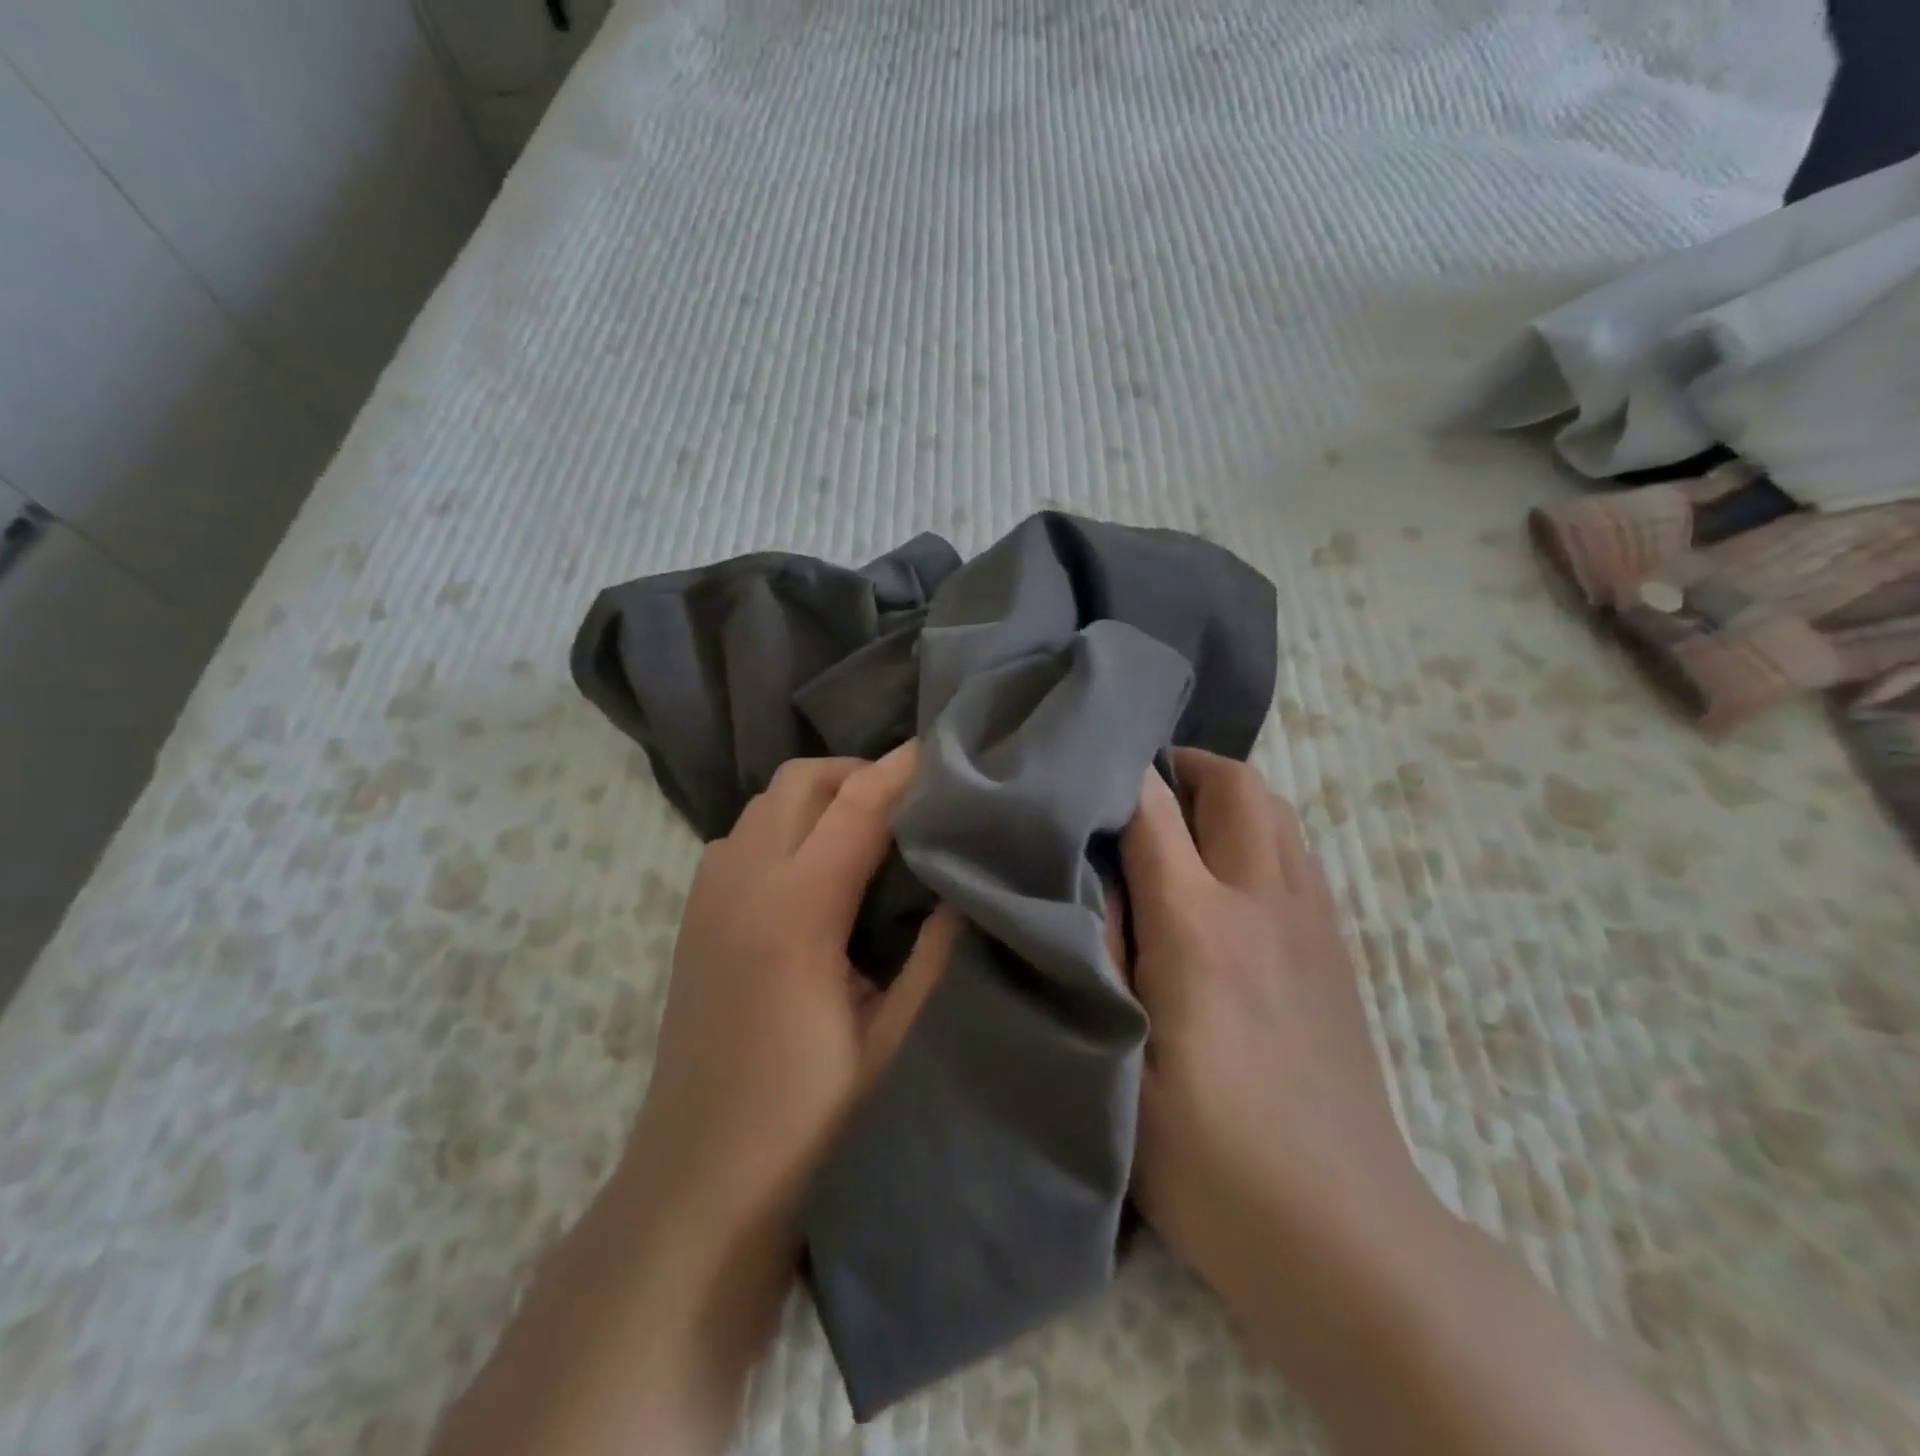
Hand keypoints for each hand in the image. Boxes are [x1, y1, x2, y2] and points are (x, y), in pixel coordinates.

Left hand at [432, 745, 956, 1455]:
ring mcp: (708, 894)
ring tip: (870, 824)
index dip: (904, 770)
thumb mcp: (891, 1041)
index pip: (859, 807)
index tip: (945, 748)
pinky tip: (816, 863)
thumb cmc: (806, 1119)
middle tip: (911, 798)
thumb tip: (964, 891)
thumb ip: (933, 955)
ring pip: (767, 801)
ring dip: (820, 793)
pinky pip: (743, 833)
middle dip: (859, 771)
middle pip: (802, 781)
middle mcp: (743, 883)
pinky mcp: (694, 913)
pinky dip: (785, 822)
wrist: (698, 1182)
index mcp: (797, 912)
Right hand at [1123, 748, 1436, 1306]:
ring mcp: (1312, 922)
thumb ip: (1096, 954)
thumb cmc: (1205, 1156)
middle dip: (1183, 768)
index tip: (1077, 769)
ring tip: (1179, 828)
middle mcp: (1263, 902)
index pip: (1153, 807)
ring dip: (1226, 797)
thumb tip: (1080, 877)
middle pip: (1236, 784)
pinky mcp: (1338, 949)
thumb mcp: (1117, 1058)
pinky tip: (1227, 881)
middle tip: (1134, 794)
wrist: (1339, 1232)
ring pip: (1277, 811)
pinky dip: (1259, 835)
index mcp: (1198, 926)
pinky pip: (1298, 854)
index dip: (1114, 774)